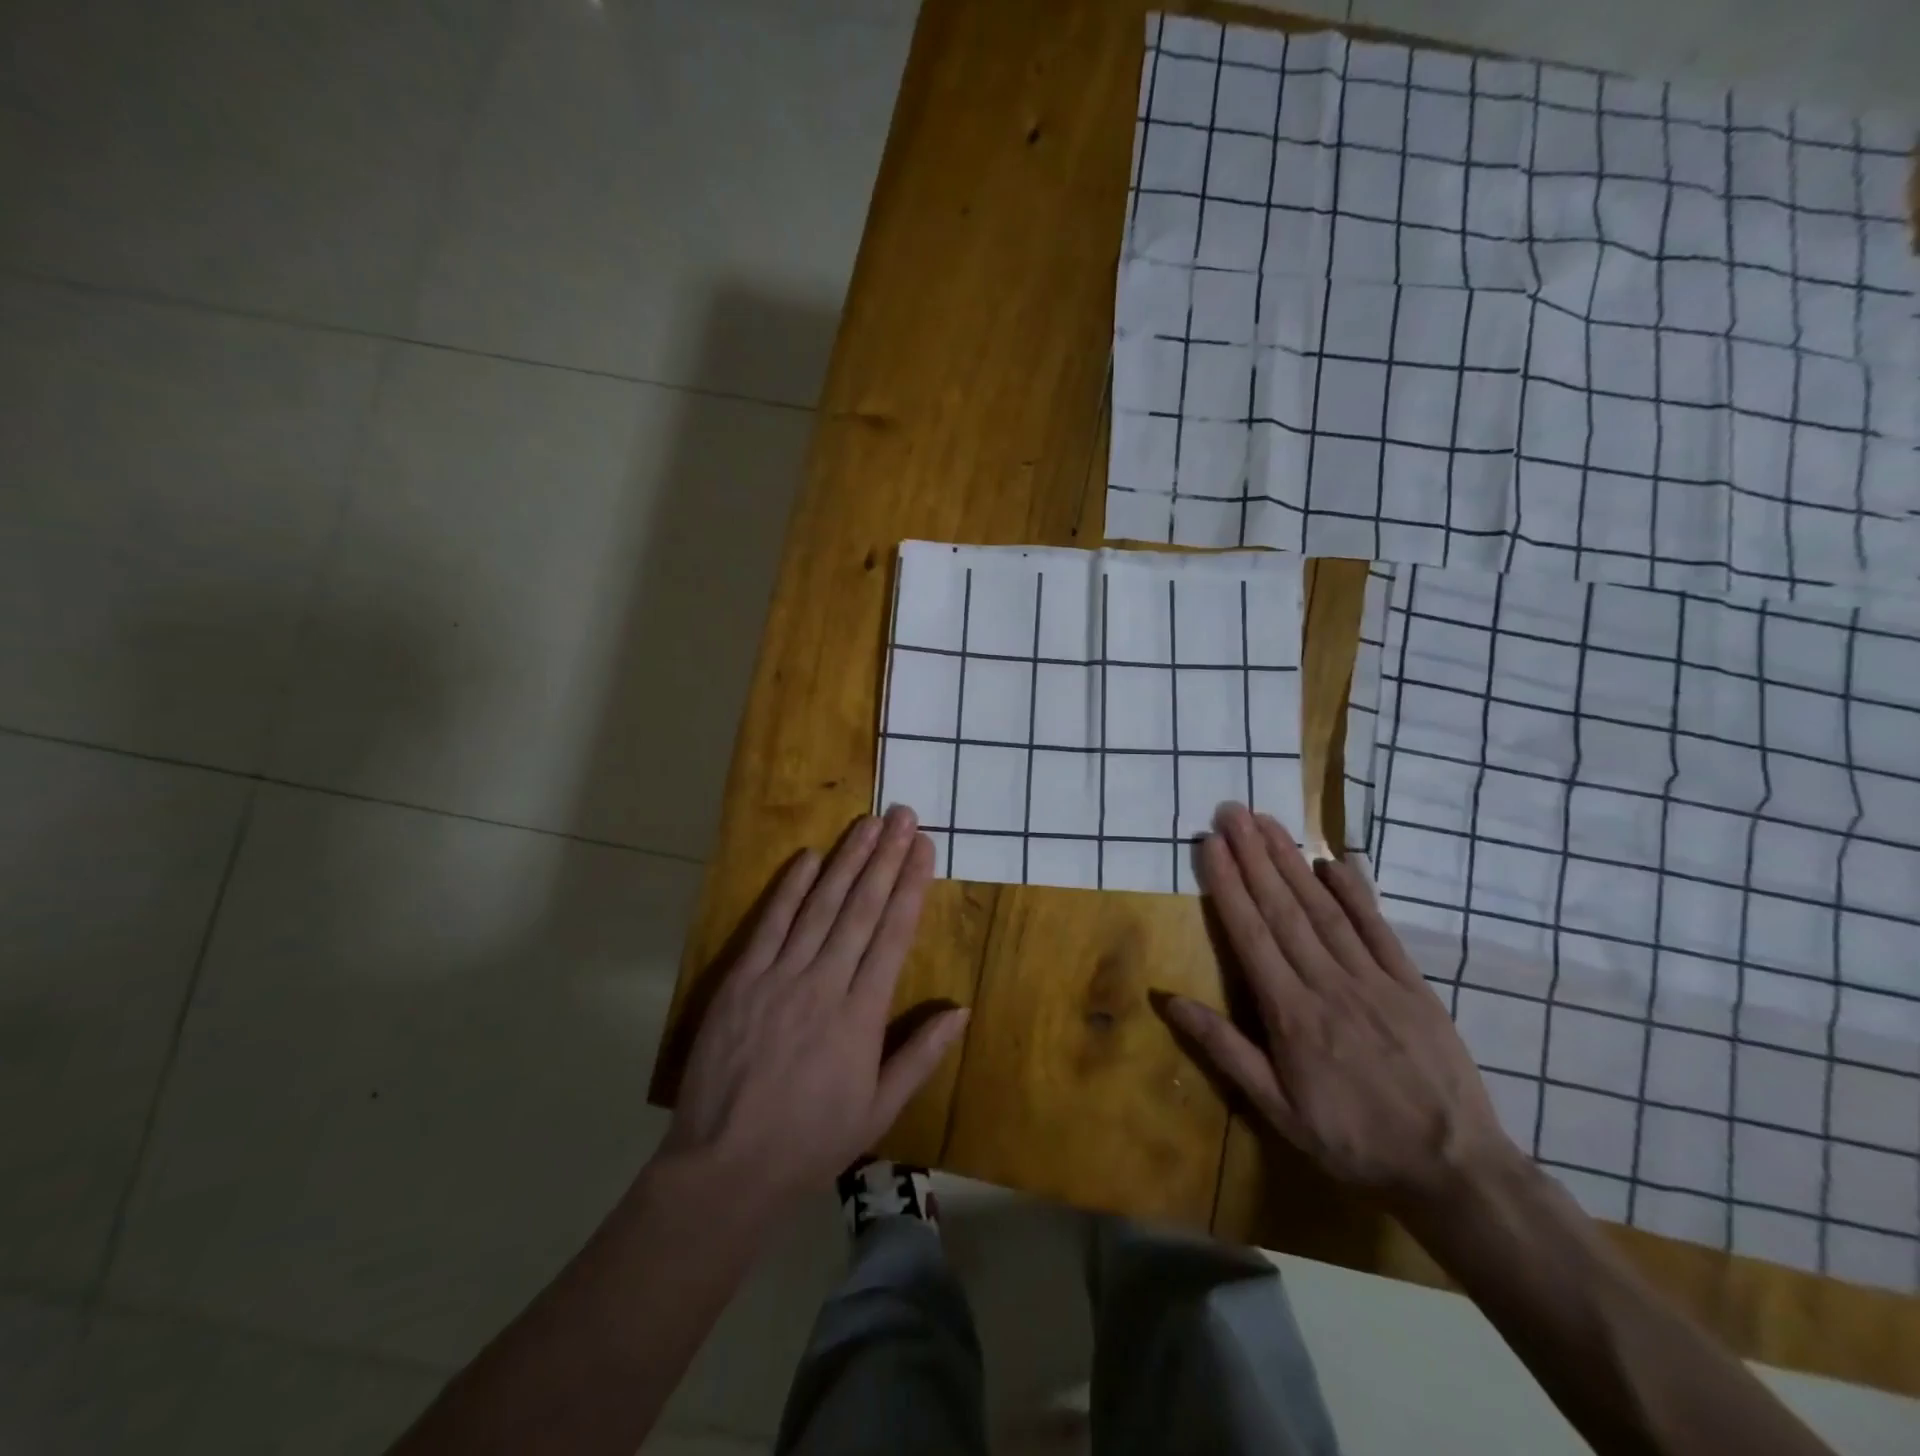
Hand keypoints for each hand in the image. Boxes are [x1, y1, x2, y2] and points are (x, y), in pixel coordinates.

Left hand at [661, 806, 967, 1204]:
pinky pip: (771, 925)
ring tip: (867, 824)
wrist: (726, 1166)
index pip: (893, 934)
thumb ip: (921, 1055)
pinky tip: (808, 857)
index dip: (911, 886)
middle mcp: (825, 983)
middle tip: (903, 816)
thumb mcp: (879, 1109)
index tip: (924, 848)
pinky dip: (790, 889)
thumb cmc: (811, 1141)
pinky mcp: (742, 980)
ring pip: (820, 906)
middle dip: (885, 857)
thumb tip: (962, 1009)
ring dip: (846, 860)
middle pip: (861, 908)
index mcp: (862, 1015)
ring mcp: (780, 977)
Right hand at [1165, 804, 1517, 1212]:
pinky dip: (1356, 892)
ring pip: (1324, 909)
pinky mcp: (1411, 984)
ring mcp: (1374, 979)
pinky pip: (1379, 929)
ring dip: (1293, 862)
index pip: (1250, 934)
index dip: (1228, 884)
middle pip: (1283, 908)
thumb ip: (1224, 1049)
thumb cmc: (1351, 1139)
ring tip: (1268, 822)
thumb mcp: (1276, 1109)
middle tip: (1232, 811)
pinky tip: (1335, 861)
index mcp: (1291, 1013)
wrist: (1452, 1168)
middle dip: (1254, 855)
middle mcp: (1328, 984)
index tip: (1210, 844)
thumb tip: (1169, 1000)